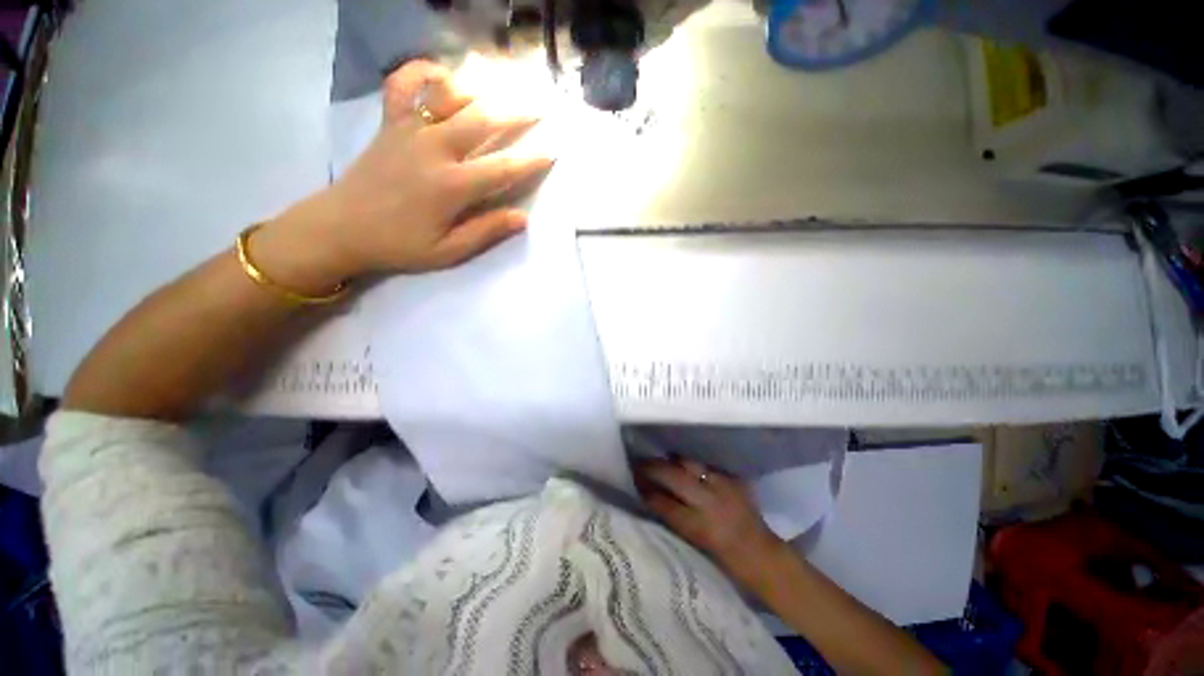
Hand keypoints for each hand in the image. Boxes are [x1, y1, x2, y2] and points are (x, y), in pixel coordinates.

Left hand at [259, 59, 553, 288]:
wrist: (341, 227)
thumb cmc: (399, 244)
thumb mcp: (448, 251)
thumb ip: (486, 231)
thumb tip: (522, 217)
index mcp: (451, 185)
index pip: (502, 168)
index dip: (531, 161)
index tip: (552, 152)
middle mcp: (434, 148)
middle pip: (483, 120)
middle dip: (516, 112)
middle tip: (539, 105)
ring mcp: (409, 129)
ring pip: (450, 96)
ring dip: (481, 87)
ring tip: (503, 83)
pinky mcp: (390, 122)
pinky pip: (403, 83)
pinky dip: (422, 71)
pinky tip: (441, 73)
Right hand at [635, 458, 785, 580]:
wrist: (760, 553)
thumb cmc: (723, 557)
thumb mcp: (694, 542)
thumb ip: (674, 517)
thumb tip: (651, 495)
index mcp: (698, 527)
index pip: (663, 503)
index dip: (646, 489)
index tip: (633, 479)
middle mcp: (710, 503)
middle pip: (674, 477)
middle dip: (653, 468)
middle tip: (640, 463)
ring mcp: (723, 487)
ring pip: (690, 464)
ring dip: (673, 461)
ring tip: (662, 459)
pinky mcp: (733, 479)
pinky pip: (706, 465)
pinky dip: (694, 466)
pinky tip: (686, 464)